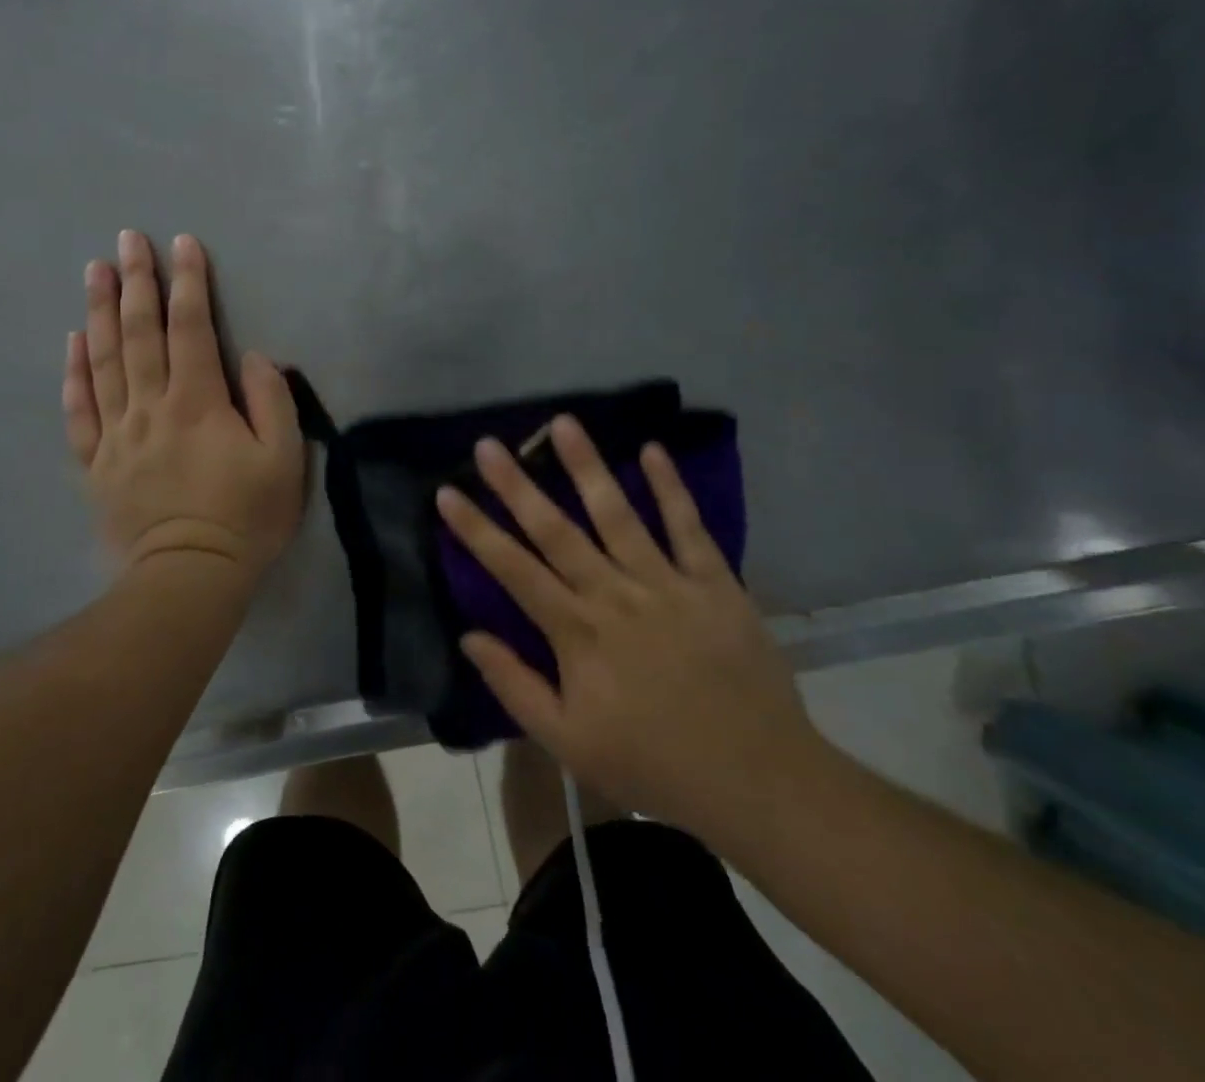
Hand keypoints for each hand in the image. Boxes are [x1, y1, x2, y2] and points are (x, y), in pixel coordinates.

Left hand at [64, 231, 305, 583]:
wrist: (188, 579)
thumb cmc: (245, 518)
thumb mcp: (283, 460)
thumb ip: (271, 401)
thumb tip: (252, 356)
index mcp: (197, 401)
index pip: (190, 328)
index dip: (187, 282)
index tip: (181, 243)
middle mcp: (150, 406)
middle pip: (138, 333)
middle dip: (135, 281)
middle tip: (126, 239)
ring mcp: (116, 434)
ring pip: (102, 361)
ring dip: (98, 312)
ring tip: (93, 271)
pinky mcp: (96, 463)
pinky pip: (79, 410)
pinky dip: (74, 373)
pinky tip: (71, 342)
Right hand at [435, 417, 827, 845]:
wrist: (756, 780)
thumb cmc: (652, 763)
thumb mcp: (568, 743)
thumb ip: (515, 686)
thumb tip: (469, 636)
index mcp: (577, 633)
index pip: (513, 570)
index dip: (476, 530)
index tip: (447, 492)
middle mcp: (614, 596)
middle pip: (556, 531)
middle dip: (517, 486)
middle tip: (489, 445)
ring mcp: (666, 584)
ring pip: (618, 514)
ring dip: (587, 467)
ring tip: (563, 423)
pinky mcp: (714, 583)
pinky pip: (688, 528)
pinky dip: (671, 488)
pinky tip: (652, 449)